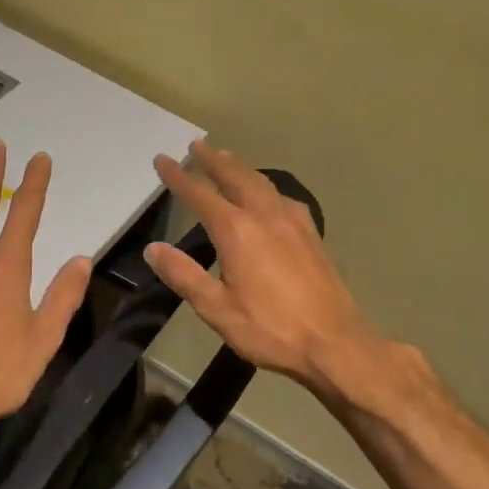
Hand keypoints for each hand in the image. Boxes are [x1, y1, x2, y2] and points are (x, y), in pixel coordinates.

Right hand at [147, 140, 381, 391]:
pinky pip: (283, 198)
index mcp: (237, 231)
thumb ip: (184, 275)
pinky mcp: (311, 235)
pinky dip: (266, 186)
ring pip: (262, 183)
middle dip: (213, 161)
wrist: (334, 343)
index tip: (162, 160)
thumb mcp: (217, 308)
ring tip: (227, 159)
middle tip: (197, 145)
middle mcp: (265, 216)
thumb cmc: (270, 328)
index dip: (178, 177)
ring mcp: (293, 223)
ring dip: (240, 168)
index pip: (200, 195)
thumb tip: (154, 249)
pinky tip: (269, 194)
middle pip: (235, 178)